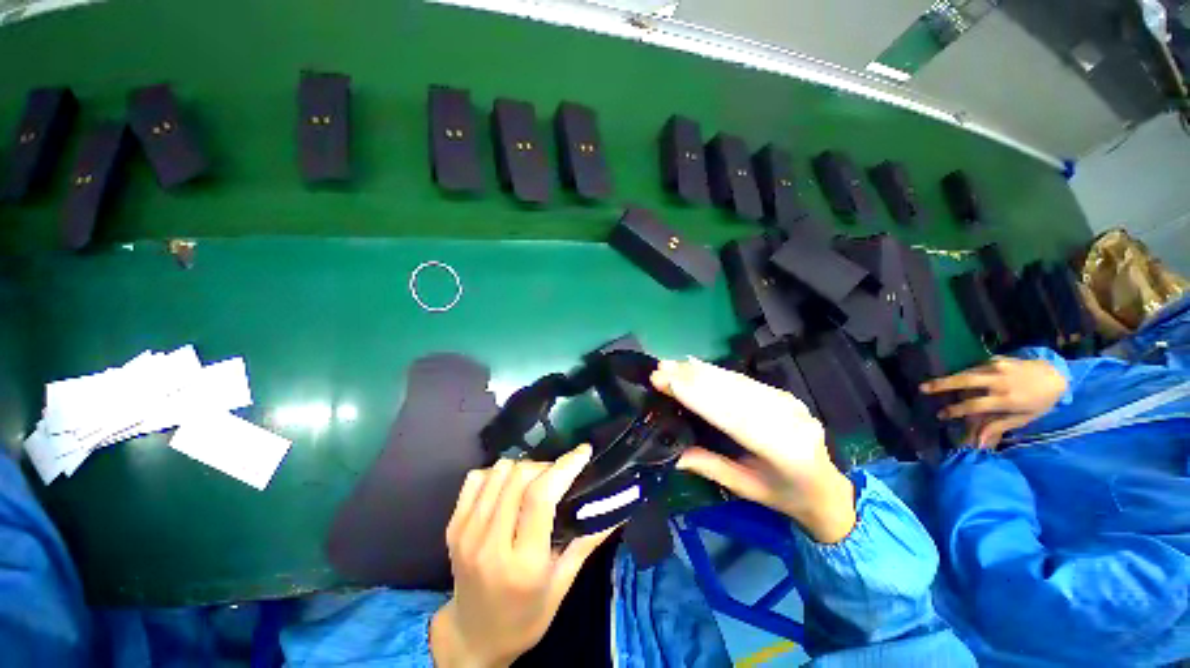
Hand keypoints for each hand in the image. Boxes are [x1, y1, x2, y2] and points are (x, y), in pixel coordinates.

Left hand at [430, 447, 614, 667]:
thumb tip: (616, 510)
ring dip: (523, 468)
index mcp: (523, 564)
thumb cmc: (526, 616)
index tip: (583, 452)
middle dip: (546, 466)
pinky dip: (496, 474)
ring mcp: (466, 534)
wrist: (473, 637)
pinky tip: (507, 488)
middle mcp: (490, 545)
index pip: (541, 497)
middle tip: (559, 475)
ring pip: (498, 472)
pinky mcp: (452, 527)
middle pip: (519, 477)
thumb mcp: (562, 584)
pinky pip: (476, 478)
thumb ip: (587, 542)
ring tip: (534, 482)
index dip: (564, 466)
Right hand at [651, 358, 855, 543]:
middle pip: (733, 393)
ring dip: (700, 371)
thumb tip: (672, 454)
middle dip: (692, 379)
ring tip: (670, 363)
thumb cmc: (785, 496)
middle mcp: (788, 419)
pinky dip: (715, 371)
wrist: (828, 488)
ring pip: (736, 381)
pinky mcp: (781, 393)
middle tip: (660, 369)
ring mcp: (787, 402)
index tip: (668, 382)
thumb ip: (710, 467)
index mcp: (784, 450)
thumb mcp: (746, 489)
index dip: (698, 397)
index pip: (733, 417)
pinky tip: (694, 364)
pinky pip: (743, 380)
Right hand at [920, 357, 1066, 447]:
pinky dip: (965, 372)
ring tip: (935, 384)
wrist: (1056, 376)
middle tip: (923, 388)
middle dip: (942, 384)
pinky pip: (975, 366)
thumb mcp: (1023, 418)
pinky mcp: (996, 359)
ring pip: (966, 372)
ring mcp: (997, 367)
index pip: (974, 405)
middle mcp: (999, 381)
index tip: (941, 415)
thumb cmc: (1039, 402)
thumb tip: (977, 442)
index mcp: (1006, 399)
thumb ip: (998, 426)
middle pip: (965, 381)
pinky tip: (958, 377)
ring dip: (950, 378)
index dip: (955, 410)